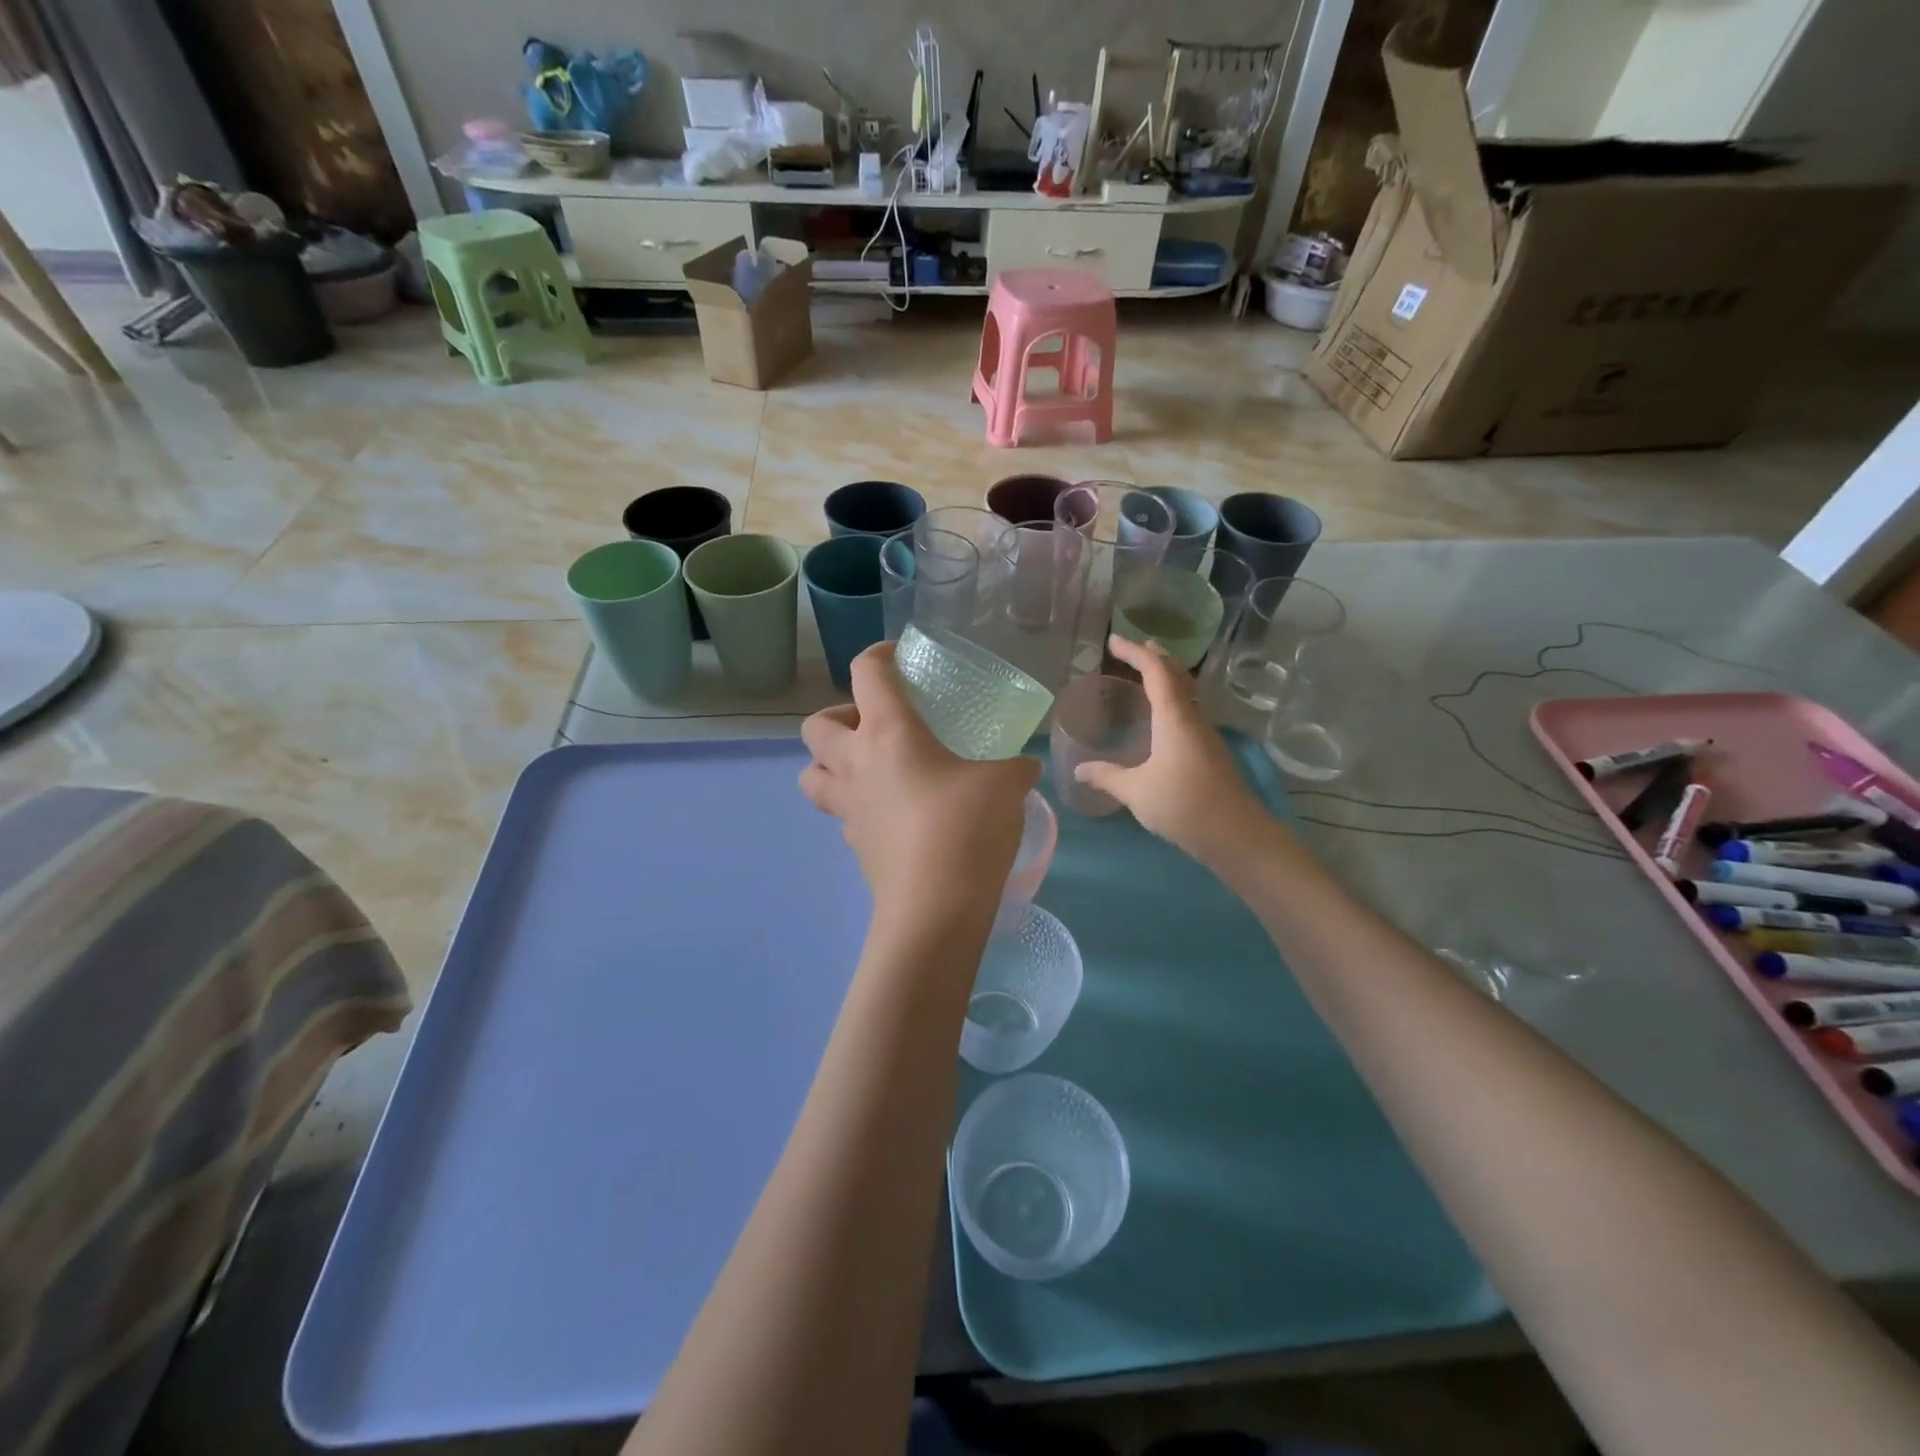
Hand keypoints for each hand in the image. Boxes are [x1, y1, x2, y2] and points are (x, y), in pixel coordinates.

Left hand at [800, 643, 1039, 927]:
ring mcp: (849, 808)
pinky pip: (841, 814)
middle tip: (875, 725)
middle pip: (815, 726)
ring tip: (869, 768)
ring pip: (811, 774)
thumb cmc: (966, 827)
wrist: (935, 908)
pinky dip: (857, 804)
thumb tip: (1026, 767)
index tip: (898, 658)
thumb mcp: (1005, 785)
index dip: (878, 655)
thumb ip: (1014, 767)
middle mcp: (856, 764)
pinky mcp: (856, 846)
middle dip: (837, 716)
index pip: (866, 674)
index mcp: (888, 732)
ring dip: (829, 763)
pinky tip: (892, 813)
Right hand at [1074, 635, 1267, 864]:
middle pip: (1177, 676)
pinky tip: (1162, 720)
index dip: (1135, 652)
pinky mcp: (1211, 753)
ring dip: (1167, 679)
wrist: (1237, 835)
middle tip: (1135, 649)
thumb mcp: (1136, 791)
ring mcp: (1206, 735)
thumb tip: (1079, 769)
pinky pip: (1188, 713)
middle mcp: (1193, 719)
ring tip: (1147, 677)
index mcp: (1174, 718)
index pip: (1156, 671)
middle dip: (1156, 658)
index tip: (1113, 641)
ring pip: (1186, 694)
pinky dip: (1172, 702)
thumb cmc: (1183, 805)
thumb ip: (1107, 777)